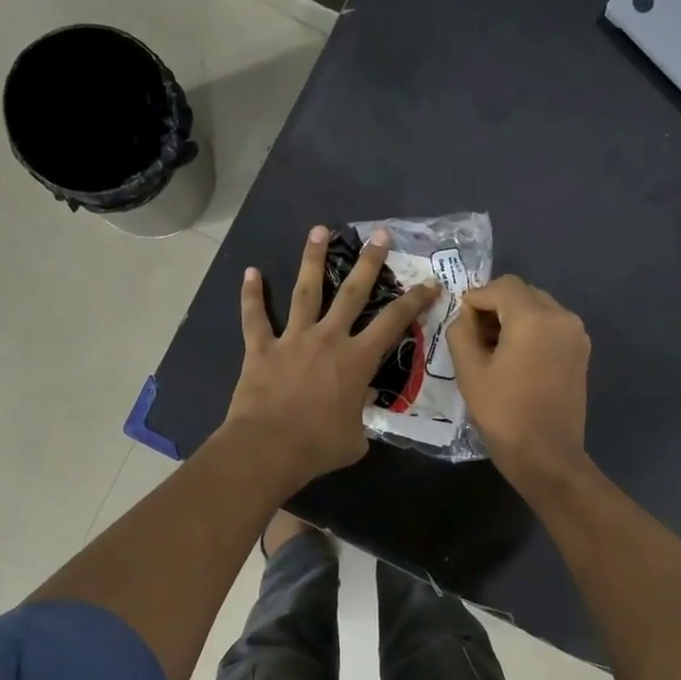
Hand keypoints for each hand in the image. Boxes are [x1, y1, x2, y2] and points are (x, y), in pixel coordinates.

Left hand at [224, 225, 440, 490]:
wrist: (268, 448)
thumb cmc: (318, 447)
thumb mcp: (357, 437)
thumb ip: (362, 416)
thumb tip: (360, 406)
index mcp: (357, 360)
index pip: (394, 323)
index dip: (415, 300)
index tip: (430, 282)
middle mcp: (328, 339)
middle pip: (352, 292)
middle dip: (369, 262)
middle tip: (380, 235)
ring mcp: (293, 339)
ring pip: (306, 291)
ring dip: (313, 259)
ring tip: (319, 230)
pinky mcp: (261, 348)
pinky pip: (255, 317)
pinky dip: (251, 295)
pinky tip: (250, 272)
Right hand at [448, 276, 592, 491]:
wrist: (546, 455)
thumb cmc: (503, 414)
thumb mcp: (469, 371)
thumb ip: (462, 332)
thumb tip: (466, 315)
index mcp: (534, 318)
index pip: (502, 286)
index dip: (477, 298)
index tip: (461, 322)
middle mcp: (562, 317)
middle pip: (523, 293)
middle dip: (496, 306)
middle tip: (474, 335)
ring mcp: (576, 334)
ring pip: (539, 308)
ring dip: (514, 318)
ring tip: (493, 348)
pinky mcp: (581, 352)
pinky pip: (552, 326)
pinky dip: (532, 331)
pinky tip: (515, 358)